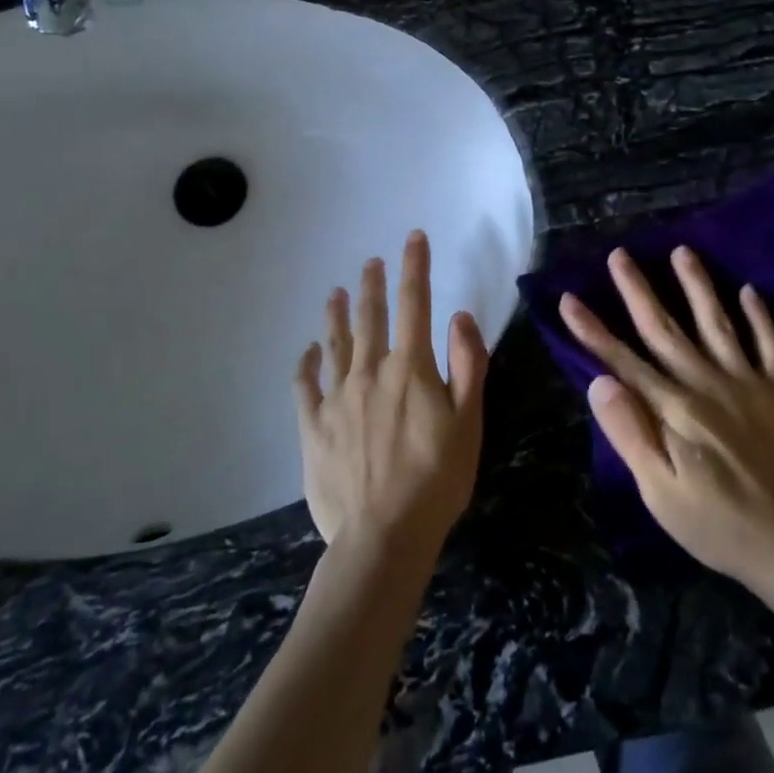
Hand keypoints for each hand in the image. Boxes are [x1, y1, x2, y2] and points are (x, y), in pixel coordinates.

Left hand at [294, 230, 488, 558]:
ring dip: (338, 315)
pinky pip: (304, 386)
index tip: (413, 238)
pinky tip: (307, 351)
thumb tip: (459, 316)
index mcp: (410, 369)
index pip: (414, 304)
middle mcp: (369, 372)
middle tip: (371, 261)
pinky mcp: (313, 427)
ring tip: (337, 292)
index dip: (415, 267)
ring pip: (336, 344)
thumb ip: (466, 365)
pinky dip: (305, 364)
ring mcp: (337, 398)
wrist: (383, 535)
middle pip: (371, 318)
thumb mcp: (469, 422)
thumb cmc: (437, 480)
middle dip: (373, 284)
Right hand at [559, 246, 773, 591]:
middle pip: (664, 329)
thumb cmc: (713, 524)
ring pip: (717, 323)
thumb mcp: (659, 491)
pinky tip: (751, 291)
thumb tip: (599, 382)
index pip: (623, 360)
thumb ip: (630, 433)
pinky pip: (771, 347)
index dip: (592, 330)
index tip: (568, 298)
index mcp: (674, 408)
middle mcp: (707, 384)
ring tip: (682, 251)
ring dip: (698, 286)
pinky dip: (762, 318)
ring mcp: (746, 385)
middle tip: (620, 254)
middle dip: (638, 290)